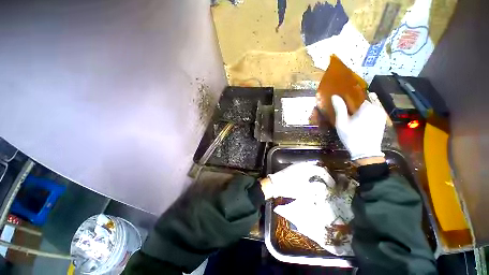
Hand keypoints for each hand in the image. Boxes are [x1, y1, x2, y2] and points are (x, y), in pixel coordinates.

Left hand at [263, 163, 333, 200]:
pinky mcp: (292, 170)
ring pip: (310, 169)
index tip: (332, 186)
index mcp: (306, 168)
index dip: (328, 178)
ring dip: (316, 176)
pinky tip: (309, 182)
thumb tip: (324, 187)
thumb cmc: (289, 186)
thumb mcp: (304, 190)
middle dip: (323, 176)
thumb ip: (316, 189)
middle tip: (327, 184)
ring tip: (319, 184)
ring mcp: (296, 167)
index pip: (321, 171)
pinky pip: (304, 171)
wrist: (274, 184)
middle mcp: (302, 165)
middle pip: (316, 168)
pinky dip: (309, 176)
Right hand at [331, 95, 385, 160]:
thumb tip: (335, 96)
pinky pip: (371, 115)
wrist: (365, 152)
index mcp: (368, 107)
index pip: (357, 98)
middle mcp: (377, 109)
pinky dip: (365, 116)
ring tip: (351, 120)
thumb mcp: (342, 122)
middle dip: (354, 108)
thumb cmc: (351, 136)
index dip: (348, 101)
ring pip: (367, 109)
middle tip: (345, 115)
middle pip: (362, 104)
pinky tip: (358, 124)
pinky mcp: (381, 122)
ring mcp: (381, 115)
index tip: (342, 106)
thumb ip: (340, 108)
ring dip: (359, 112)